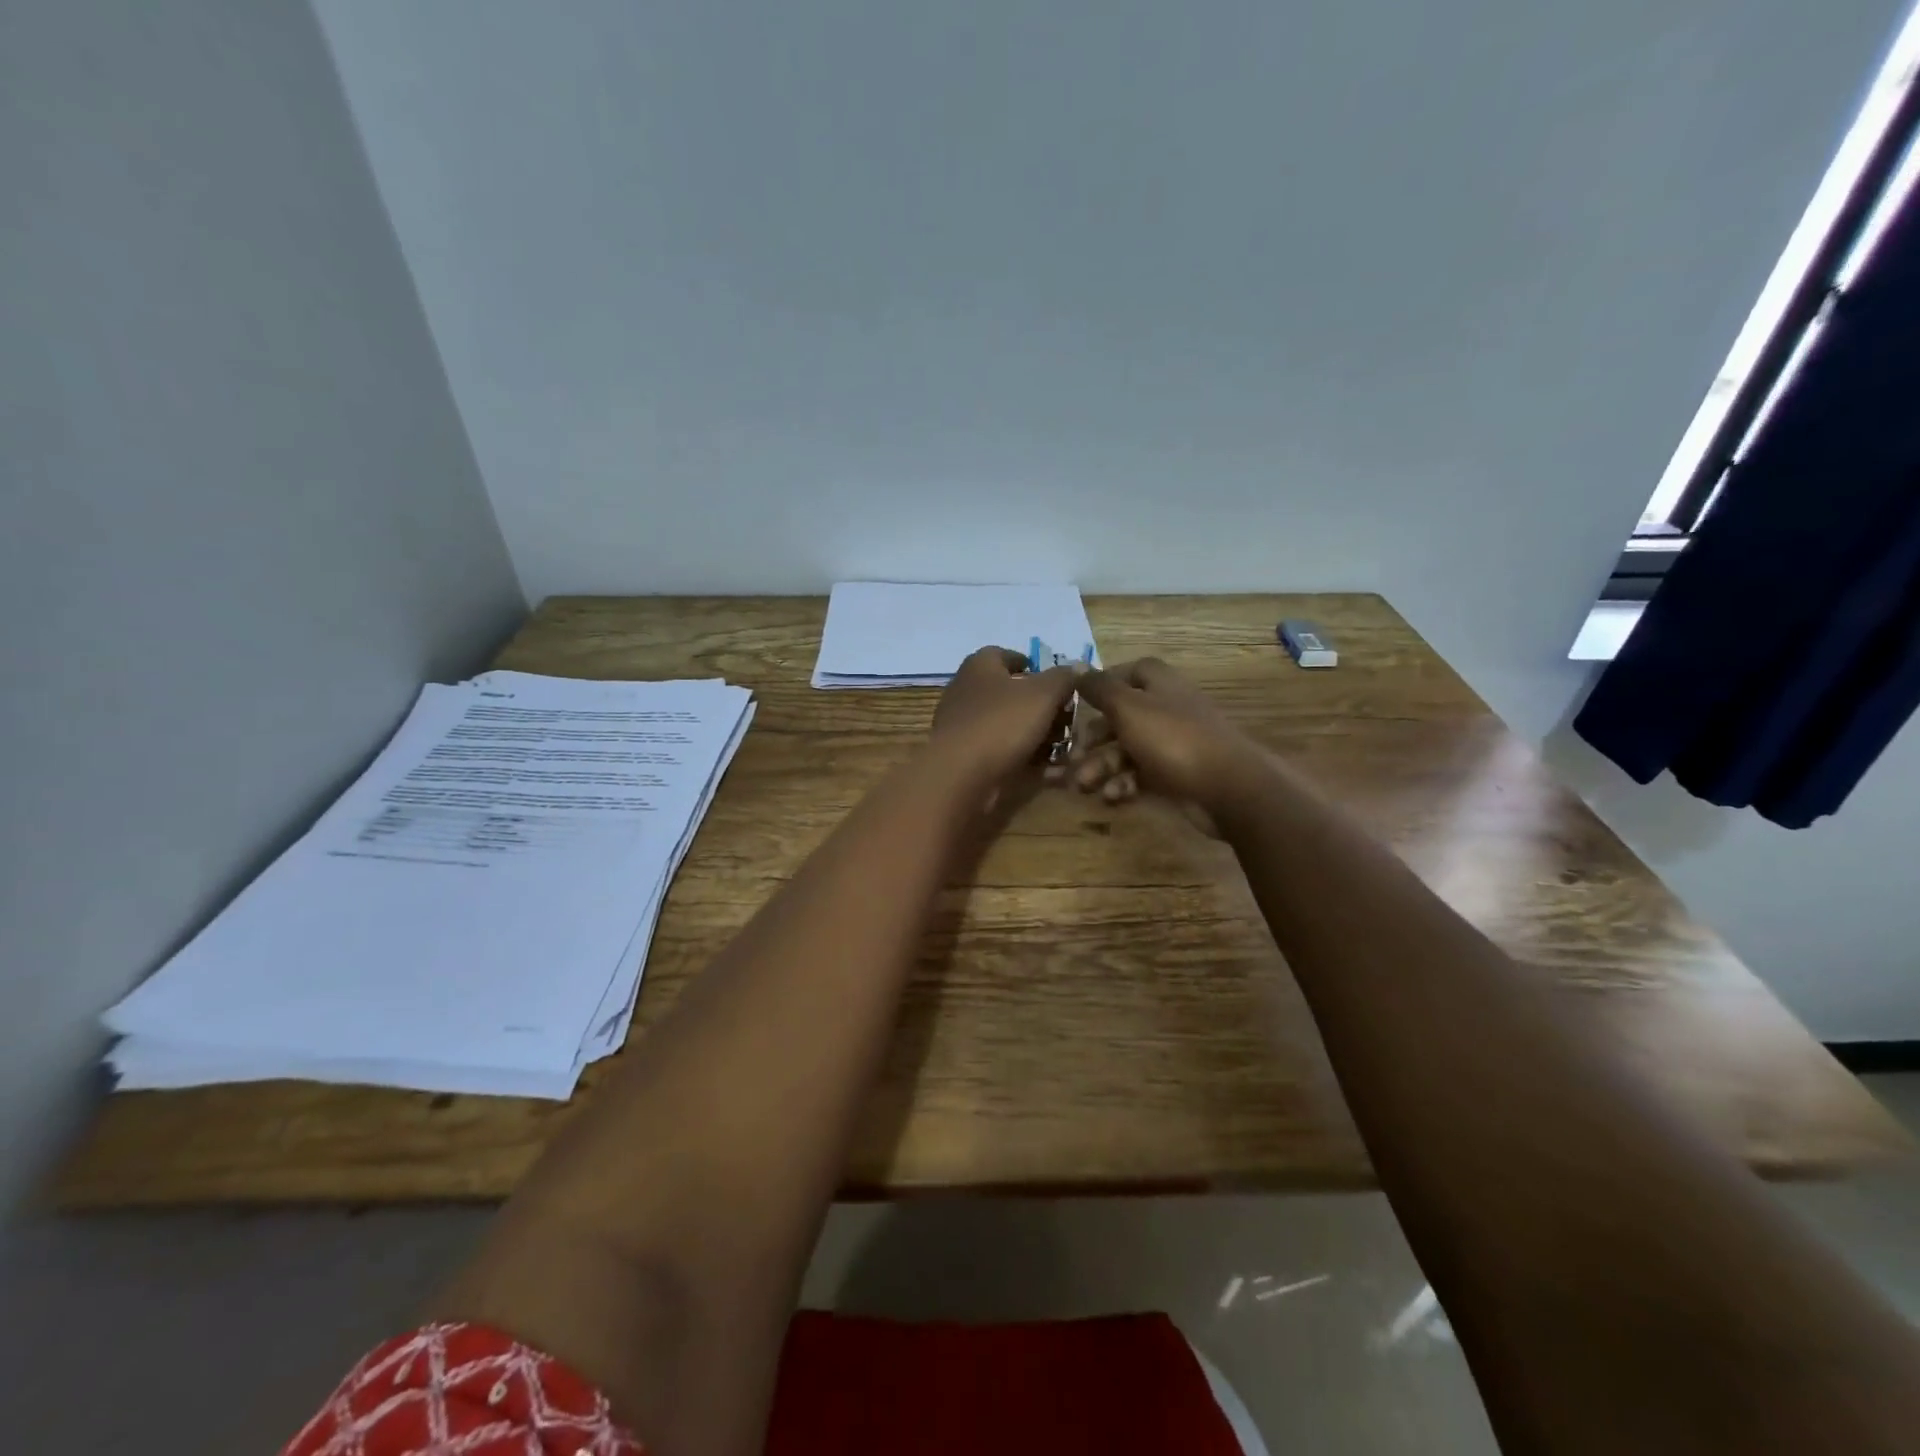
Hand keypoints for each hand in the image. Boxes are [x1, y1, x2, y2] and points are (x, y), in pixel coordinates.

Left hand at [929, 646, 1083, 788]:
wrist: (961, 775)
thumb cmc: (1002, 723)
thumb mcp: (1043, 694)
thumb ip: (1063, 678)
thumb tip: (1077, 668)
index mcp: (980, 666)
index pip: (1004, 654)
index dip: (1030, 664)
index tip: (1053, 680)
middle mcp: (966, 691)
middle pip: (1008, 692)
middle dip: (1039, 704)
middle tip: (1066, 717)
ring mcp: (963, 725)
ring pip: (1006, 724)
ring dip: (1034, 734)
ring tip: (1062, 745)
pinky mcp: (964, 756)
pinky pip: (1000, 751)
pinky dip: (1023, 758)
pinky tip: (1047, 770)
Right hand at [1066, 657, 1262, 817]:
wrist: (1227, 787)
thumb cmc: (1173, 738)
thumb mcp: (1128, 708)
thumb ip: (1099, 688)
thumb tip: (1077, 666)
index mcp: (1158, 684)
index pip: (1128, 672)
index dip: (1102, 685)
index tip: (1078, 703)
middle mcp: (1165, 709)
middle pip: (1120, 717)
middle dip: (1093, 739)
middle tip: (1072, 758)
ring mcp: (1171, 743)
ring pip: (1126, 749)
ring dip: (1101, 766)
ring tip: (1084, 785)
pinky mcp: (1174, 775)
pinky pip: (1140, 774)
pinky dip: (1123, 783)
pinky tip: (1113, 796)